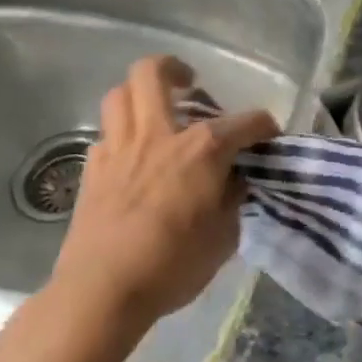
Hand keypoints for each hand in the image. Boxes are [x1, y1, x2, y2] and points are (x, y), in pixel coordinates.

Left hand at [45, 56, 276, 332]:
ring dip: (140, 94)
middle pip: (153, 72)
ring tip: (155, 110)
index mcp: (202, 149)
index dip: (264, 126)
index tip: (269, 136)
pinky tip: (131, 157)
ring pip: (120, 94)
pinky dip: (121, 136)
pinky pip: (106, 135)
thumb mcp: (224, 237)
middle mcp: (159, 135)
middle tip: (189, 84)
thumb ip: (232, 199)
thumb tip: (234, 180)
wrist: (102, 292)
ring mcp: (119, 149)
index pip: (247, 121)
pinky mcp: (92, 171)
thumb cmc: (172, 265)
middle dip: (174, 68)